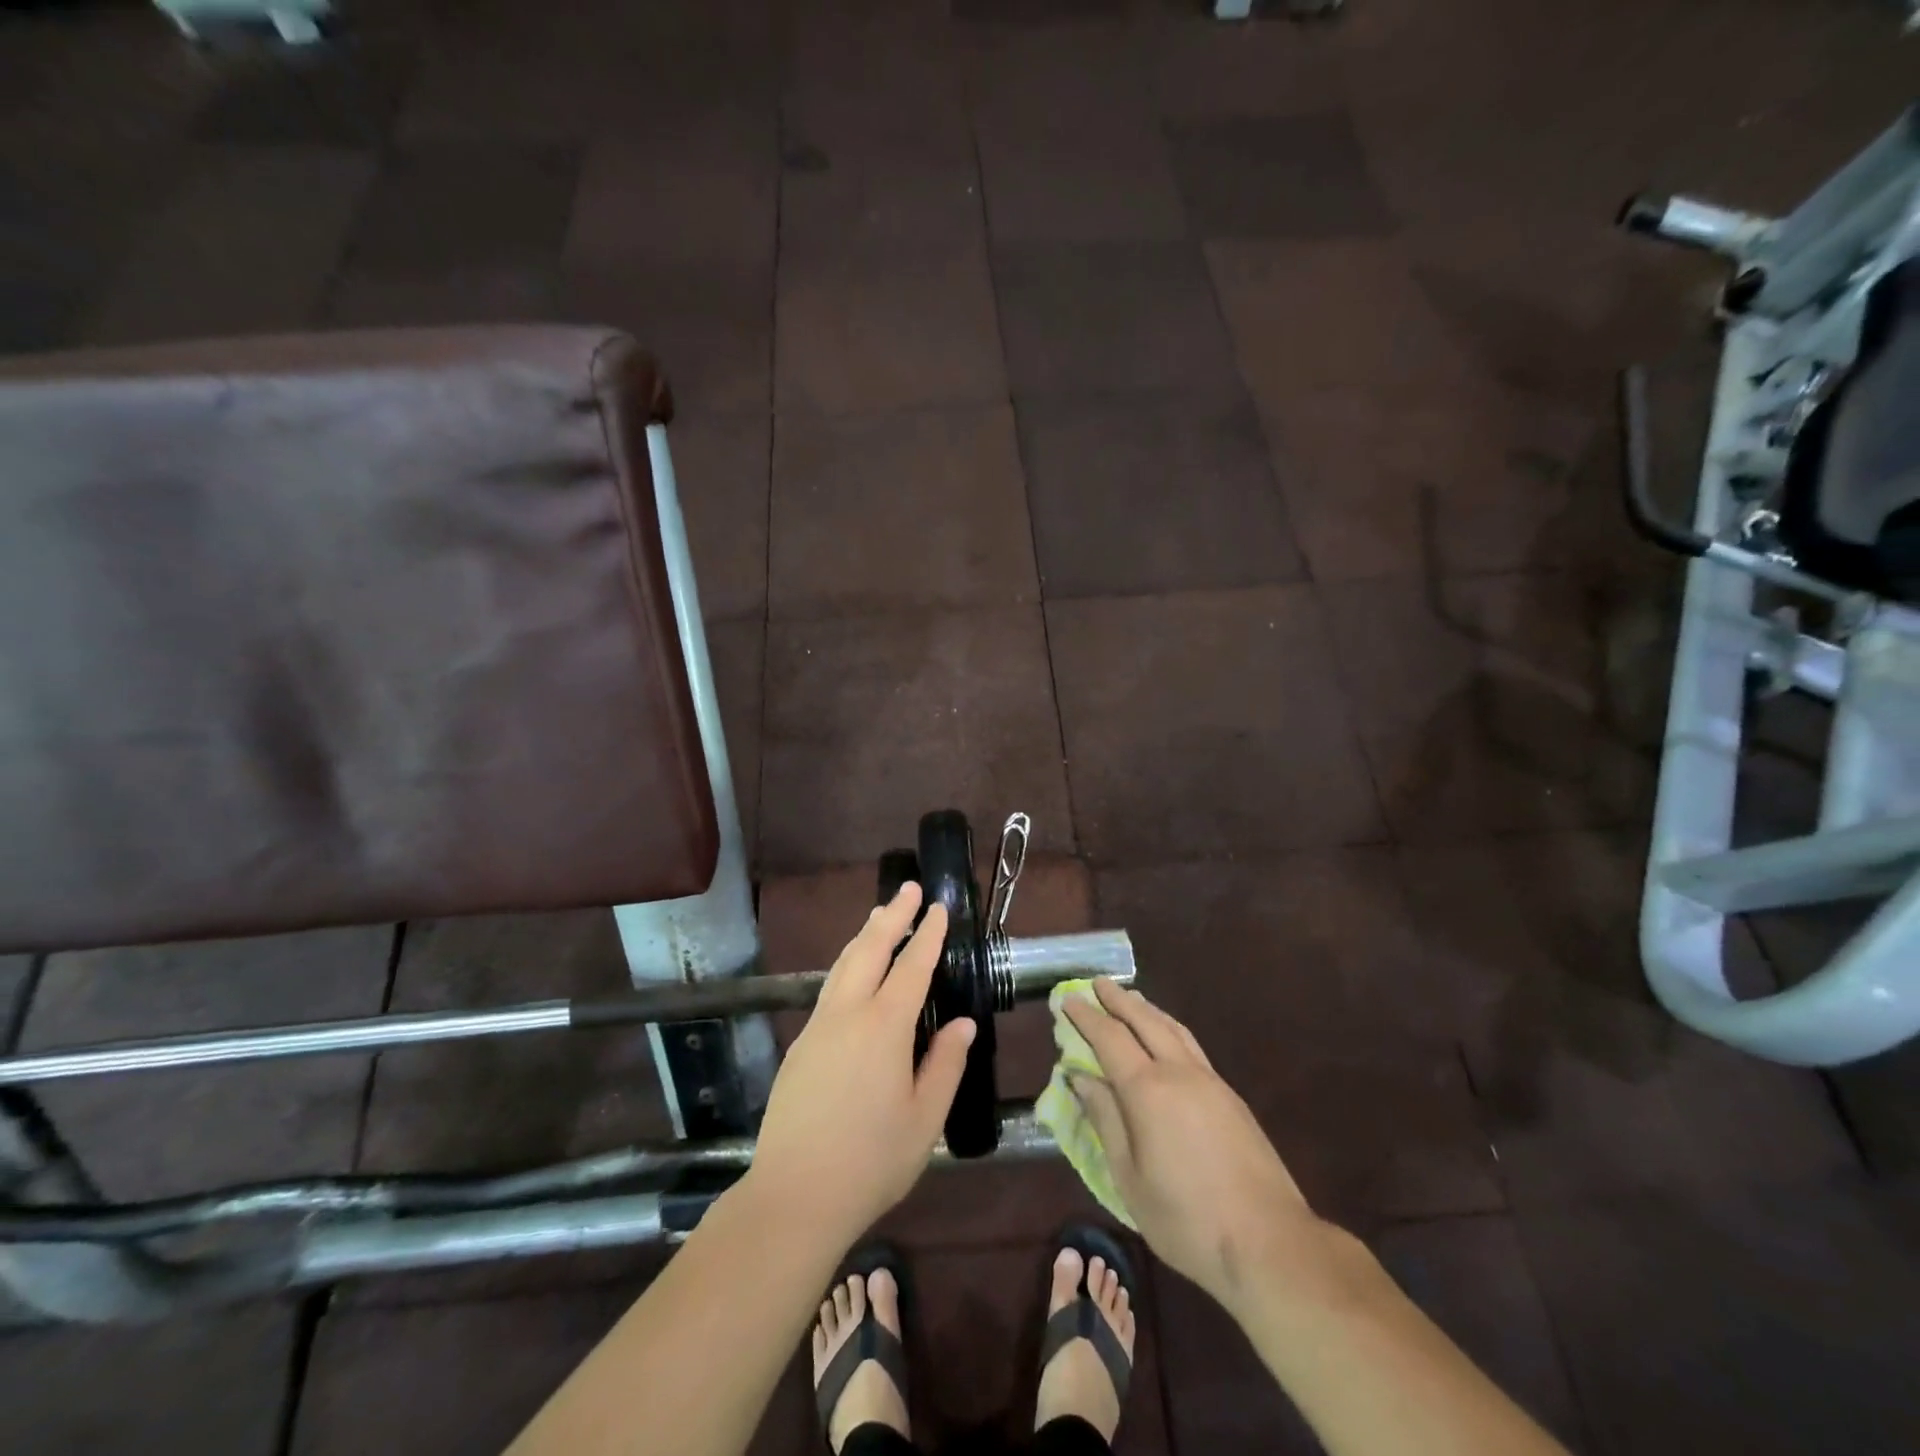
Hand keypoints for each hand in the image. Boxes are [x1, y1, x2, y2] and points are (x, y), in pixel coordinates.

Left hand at [748, 883, 975, 1240]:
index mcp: (884, 1027)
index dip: (928, 934)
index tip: (939, 906)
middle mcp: (848, 1014)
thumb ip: (946, 1064)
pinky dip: (847, 963)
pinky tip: (853, 971)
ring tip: (880, 915)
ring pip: (843, 964)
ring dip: (865, 935)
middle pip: (870, 948)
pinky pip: (829, 988)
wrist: (794, 1196)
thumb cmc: (871, 1161)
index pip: (912, 966)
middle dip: (892, 915)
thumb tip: (964, 1024)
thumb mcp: (925, 1119)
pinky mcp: (800, 1045)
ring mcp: (818, 1027)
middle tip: (908, 888)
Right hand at [1066, 979, 1323, 1315]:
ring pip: (1173, 1028)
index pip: (1109, 1037)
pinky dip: (1169, 1028)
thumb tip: (1080, 1077)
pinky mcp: (1231, 1097)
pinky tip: (1166, 1037)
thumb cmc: (1187, 1219)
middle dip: (1117, 1000)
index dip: (1086, 1017)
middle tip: (1097, 983)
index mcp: (1148, 1090)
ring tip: (1130, 999)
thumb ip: (1105, 1120)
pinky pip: (1190, 1045)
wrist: (1270, 1242)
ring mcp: (1210, 1081)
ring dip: (1147, 1009)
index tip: (1067, 999)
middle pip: (1144, 1021)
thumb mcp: (1129, 1178)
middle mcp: (1179, 1072)